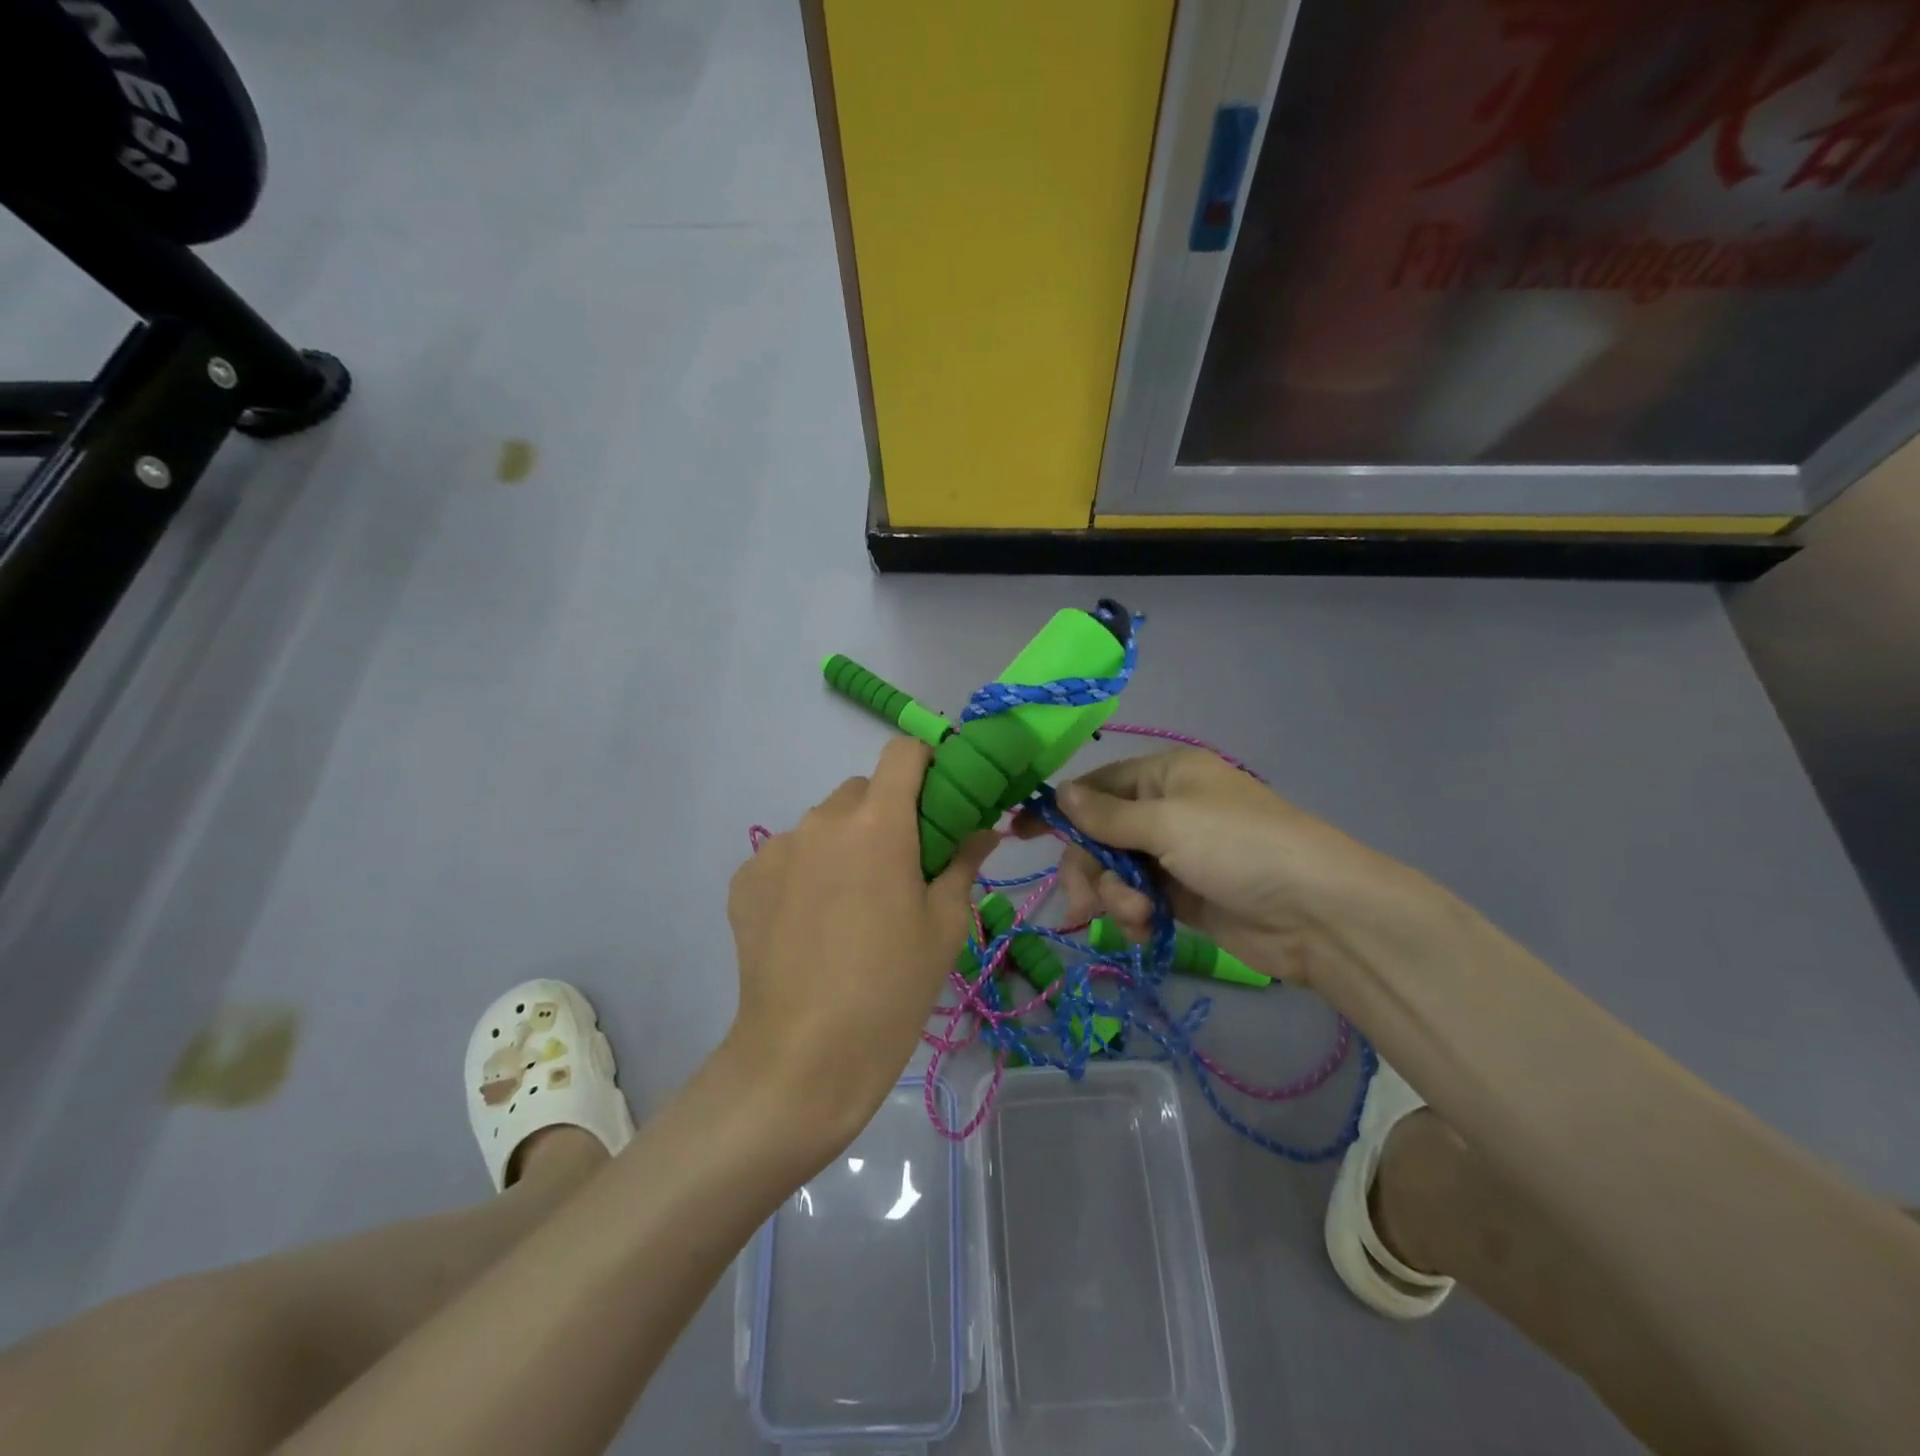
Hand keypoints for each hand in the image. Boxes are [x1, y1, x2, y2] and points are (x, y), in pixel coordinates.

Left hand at [725, 738, 995, 1158]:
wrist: (803, 1059)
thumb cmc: (892, 989)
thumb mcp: (944, 927)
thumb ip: (963, 863)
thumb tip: (983, 830)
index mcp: (877, 824)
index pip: (903, 753)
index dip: (927, 764)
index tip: (940, 799)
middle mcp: (821, 821)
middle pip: (862, 790)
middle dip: (886, 813)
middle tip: (901, 867)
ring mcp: (776, 849)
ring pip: (823, 824)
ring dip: (844, 843)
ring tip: (852, 905)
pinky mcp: (745, 880)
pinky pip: (788, 855)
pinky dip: (806, 871)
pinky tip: (812, 924)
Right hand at [1029, 749, 1447, 992]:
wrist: (1317, 913)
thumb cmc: (1239, 847)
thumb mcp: (1167, 822)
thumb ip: (1108, 814)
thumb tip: (1059, 793)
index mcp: (1165, 775)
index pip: (1097, 786)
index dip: (1060, 809)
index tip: (1019, 832)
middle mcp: (1167, 810)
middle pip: (1099, 835)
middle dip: (1089, 869)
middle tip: (1081, 904)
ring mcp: (1175, 856)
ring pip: (1114, 872)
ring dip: (1114, 897)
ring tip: (1136, 917)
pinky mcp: (1183, 897)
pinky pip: (1137, 901)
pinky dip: (1133, 915)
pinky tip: (1144, 929)